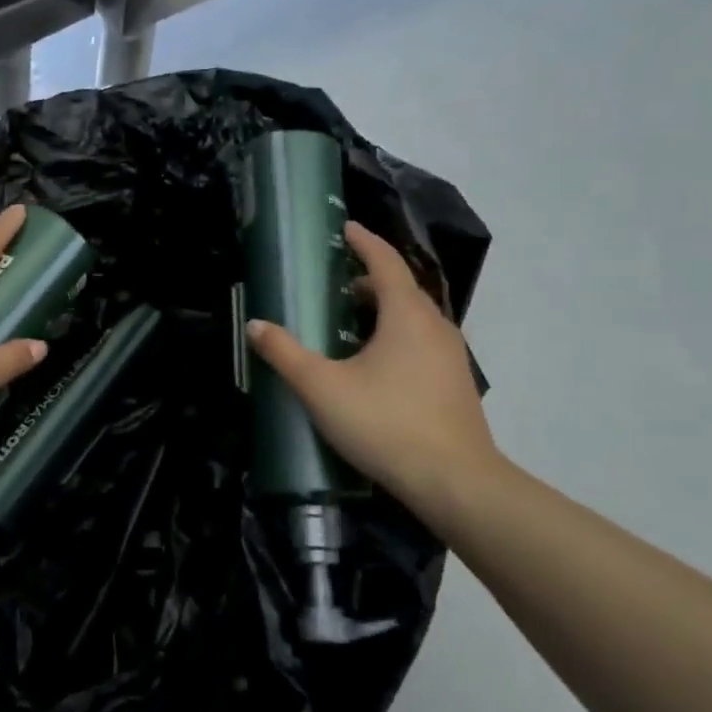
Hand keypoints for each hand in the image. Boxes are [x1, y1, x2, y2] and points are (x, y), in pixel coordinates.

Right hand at [247, 222, 498, 530]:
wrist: (456, 482)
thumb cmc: (386, 424)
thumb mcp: (322, 388)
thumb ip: (285, 354)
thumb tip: (255, 325)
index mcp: (406, 316)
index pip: (386, 263)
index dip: (364, 242)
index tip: (346, 228)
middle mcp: (435, 326)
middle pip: (402, 288)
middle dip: (370, 278)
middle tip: (337, 281)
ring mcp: (451, 357)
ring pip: (415, 318)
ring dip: (384, 309)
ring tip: (351, 320)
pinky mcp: (455, 384)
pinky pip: (423, 342)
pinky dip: (397, 335)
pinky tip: (376, 363)